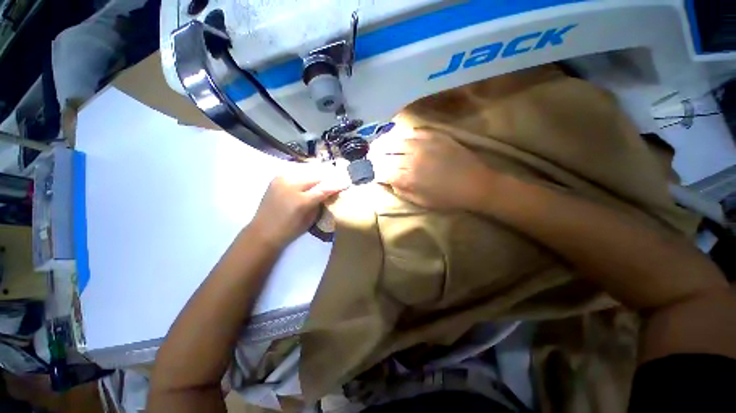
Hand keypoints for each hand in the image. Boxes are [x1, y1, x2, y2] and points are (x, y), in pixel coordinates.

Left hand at [250, 168, 347, 247]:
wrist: (263, 231)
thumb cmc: (289, 230)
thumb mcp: (310, 219)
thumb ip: (320, 203)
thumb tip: (329, 193)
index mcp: (302, 201)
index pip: (324, 189)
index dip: (336, 186)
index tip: (345, 183)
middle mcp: (292, 186)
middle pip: (315, 178)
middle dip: (326, 180)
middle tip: (333, 182)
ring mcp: (282, 180)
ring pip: (305, 173)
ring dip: (315, 177)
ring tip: (322, 180)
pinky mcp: (276, 178)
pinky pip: (295, 173)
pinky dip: (303, 176)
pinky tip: (308, 179)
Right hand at [373, 130, 491, 209]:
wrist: (475, 184)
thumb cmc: (447, 198)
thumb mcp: (421, 202)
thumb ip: (401, 191)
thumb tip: (388, 181)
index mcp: (408, 177)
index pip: (382, 171)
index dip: (374, 171)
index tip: (372, 172)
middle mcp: (412, 158)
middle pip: (386, 153)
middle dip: (375, 156)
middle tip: (371, 157)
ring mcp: (424, 144)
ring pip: (397, 139)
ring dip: (385, 142)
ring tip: (380, 144)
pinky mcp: (435, 136)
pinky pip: (414, 131)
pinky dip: (403, 134)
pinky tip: (400, 137)